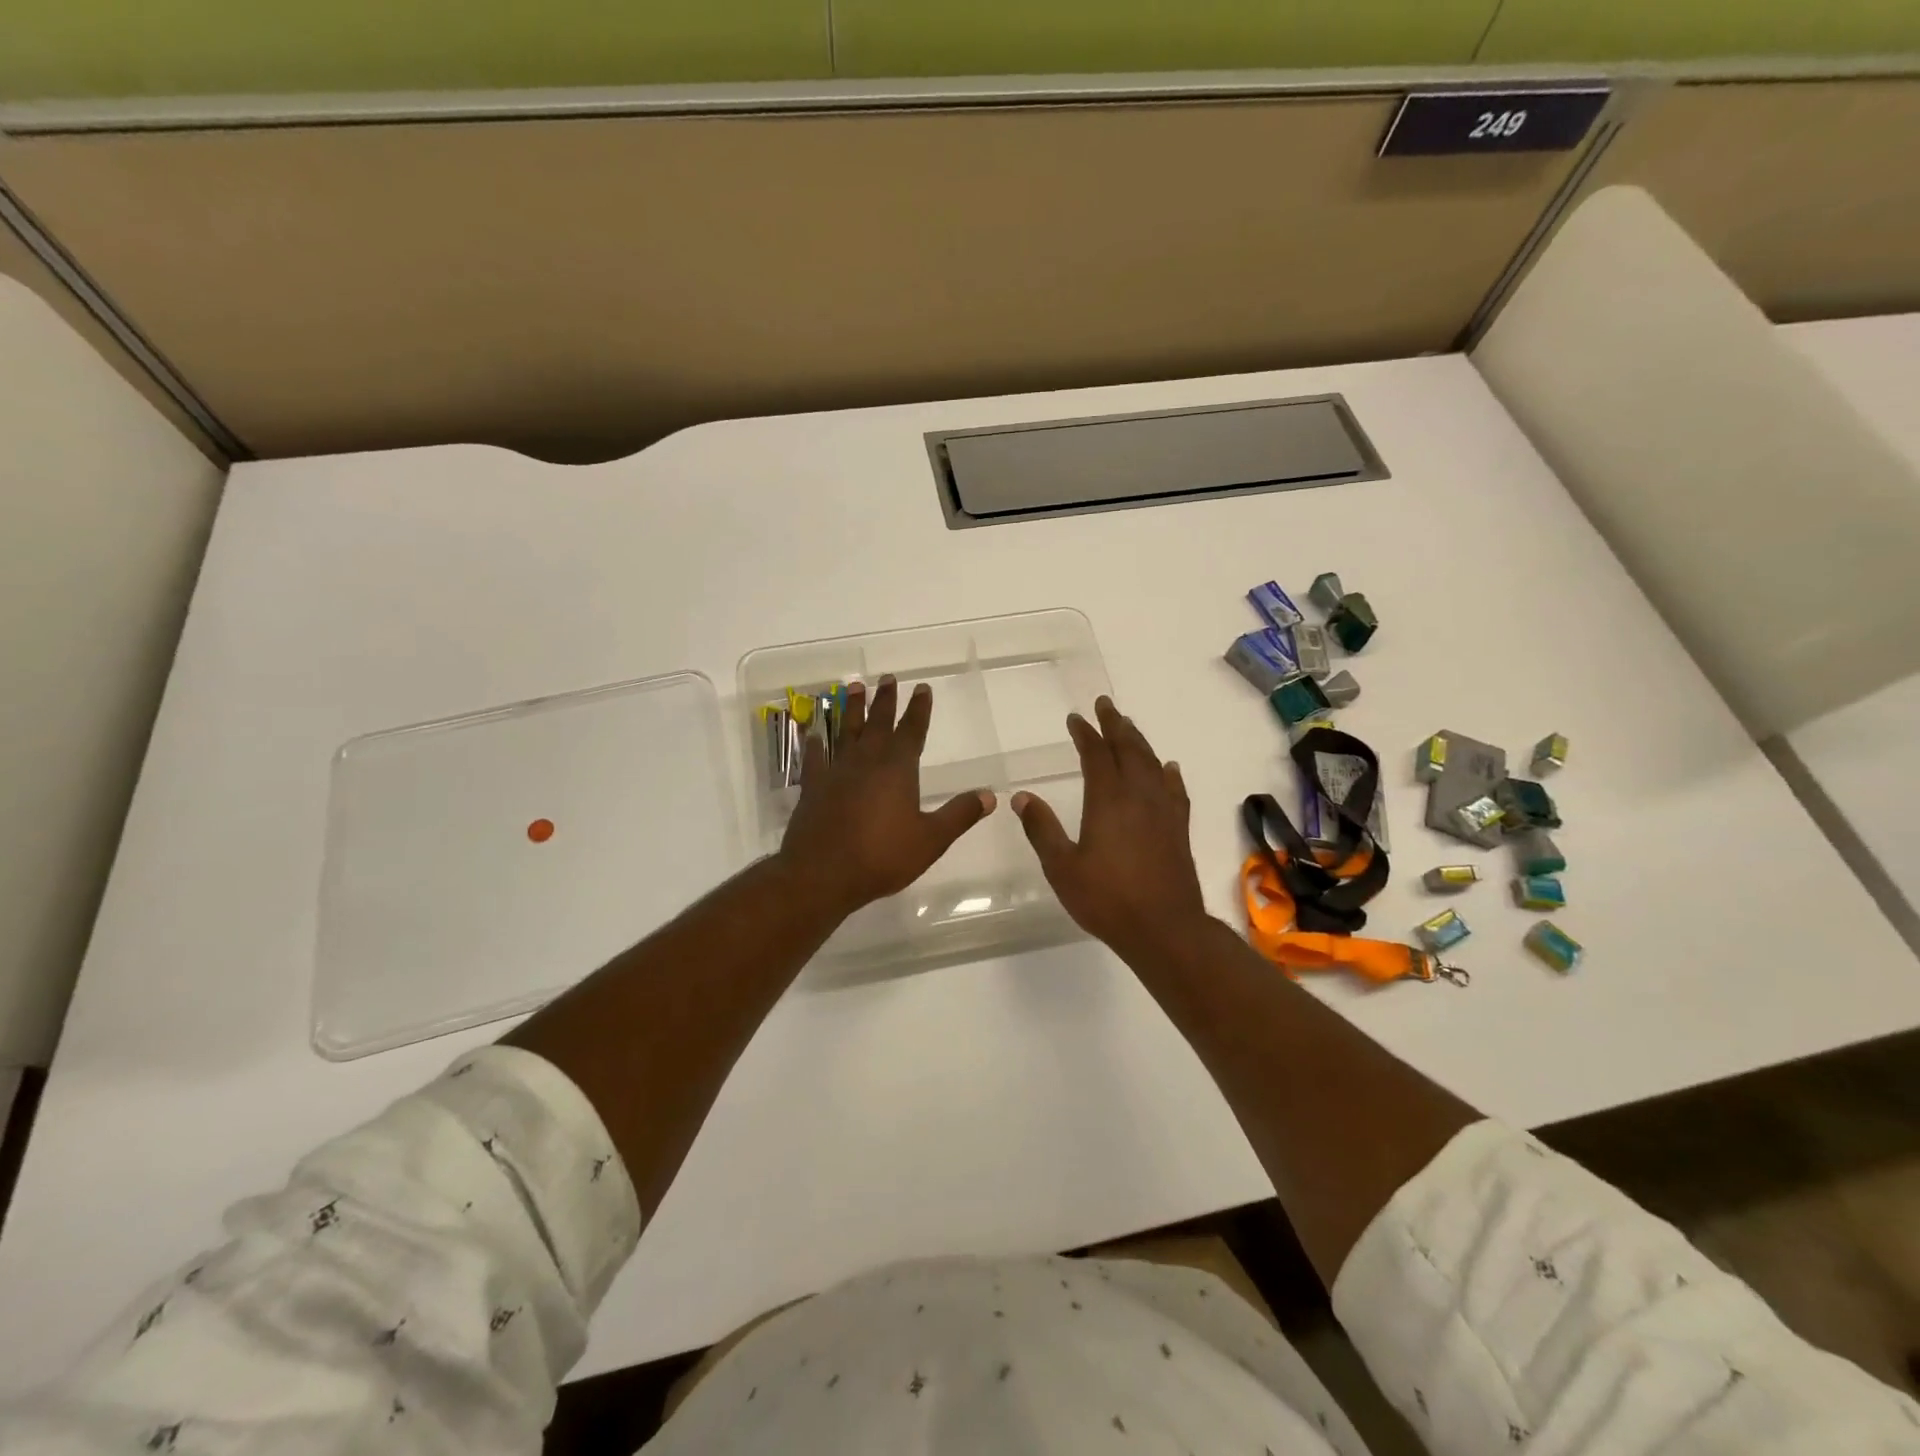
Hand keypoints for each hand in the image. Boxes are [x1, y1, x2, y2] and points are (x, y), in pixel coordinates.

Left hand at [778, 676, 994, 918]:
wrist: (822, 874)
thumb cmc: (882, 856)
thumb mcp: (931, 839)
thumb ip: (959, 814)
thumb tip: (989, 795)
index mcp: (898, 769)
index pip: (912, 730)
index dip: (919, 709)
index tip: (921, 687)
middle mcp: (867, 761)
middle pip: (878, 722)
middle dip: (885, 700)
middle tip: (887, 677)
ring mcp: (836, 771)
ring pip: (845, 731)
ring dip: (851, 708)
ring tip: (853, 686)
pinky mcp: (813, 787)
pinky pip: (815, 757)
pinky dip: (814, 743)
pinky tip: (813, 733)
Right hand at [1013, 696, 1211, 966]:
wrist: (1165, 929)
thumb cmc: (1107, 899)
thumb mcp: (1062, 867)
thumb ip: (1041, 829)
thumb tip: (1022, 796)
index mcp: (1107, 800)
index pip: (1096, 755)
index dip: (1085, 734)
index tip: (1076, 718)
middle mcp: (1138, 796)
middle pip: (1128, 749)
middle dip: (1115, 725)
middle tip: (1106, 705)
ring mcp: (1163, 811)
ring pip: (1152, 764)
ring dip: (1139, 742)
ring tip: (1129, 727)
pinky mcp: (1179, 828)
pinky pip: (1175, 789)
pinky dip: (1169, 773)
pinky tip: (1168, 768)